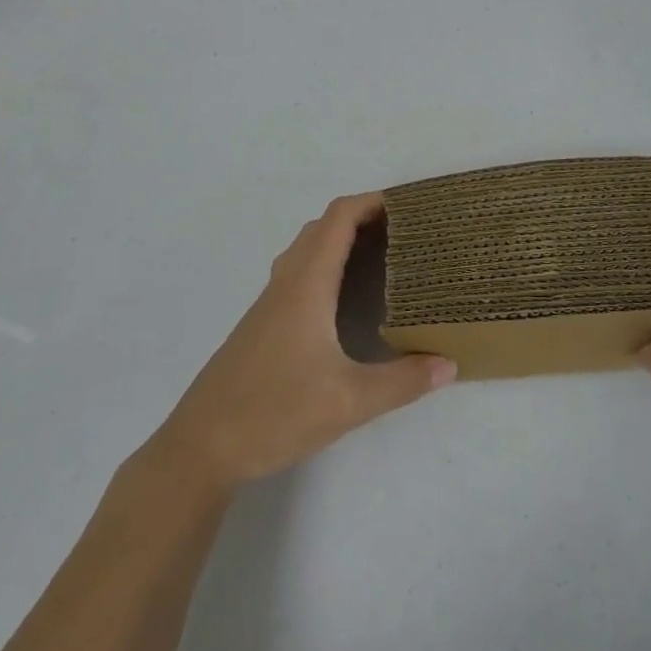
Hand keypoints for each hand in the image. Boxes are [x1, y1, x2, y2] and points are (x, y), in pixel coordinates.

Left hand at [153, 193, 455, 488]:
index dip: (371, 202)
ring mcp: (269, 304)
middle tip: (404, 231)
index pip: (338, 219)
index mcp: (306, 286)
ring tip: (381, 256)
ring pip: (307, 250)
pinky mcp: (262, 325)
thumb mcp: (348, 402)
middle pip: (322, 227)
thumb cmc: (274, 413)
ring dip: (341, 239)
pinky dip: (326, 264)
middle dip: (362, 217)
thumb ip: (403, 381)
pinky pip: (299, 273)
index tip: (407, 205)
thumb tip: (450, 364)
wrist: (200, 448)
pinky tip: (344, 299)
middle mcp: (286, 284)